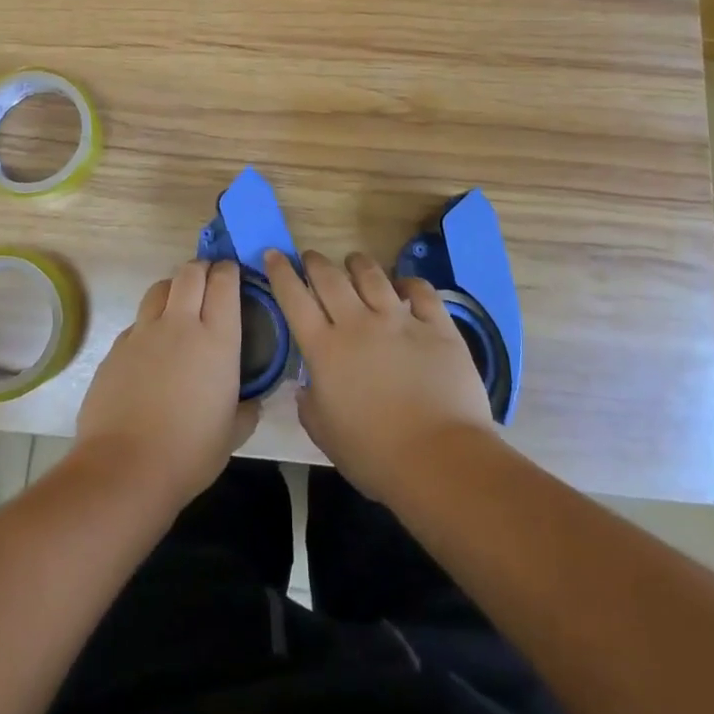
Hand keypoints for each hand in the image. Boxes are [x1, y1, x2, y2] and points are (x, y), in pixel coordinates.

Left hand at [73, 258, 256, 512]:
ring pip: (159, 288)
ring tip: (179, 305)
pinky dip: (148, 324)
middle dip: (201, 268)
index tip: (233, 274)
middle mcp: (180, 324)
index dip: (229, 271)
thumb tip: (251, 402)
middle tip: (208, 280)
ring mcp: (143, 333)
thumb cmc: (189, 453)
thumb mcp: (232, 434)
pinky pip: (137, 322)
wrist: (124, 469)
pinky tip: (151, 349)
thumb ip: (245, 410)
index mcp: (216, 339)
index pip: (224, 282)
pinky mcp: (116, 348)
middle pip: (189, 273)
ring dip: (173, 288)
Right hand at [265, 249, 493, 500]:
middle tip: (311, 257)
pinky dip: (410, 283)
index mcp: (325, 349)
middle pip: (330, 278)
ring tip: (353, 261)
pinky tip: (405, 285)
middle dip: (315, 261)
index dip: (281, 273)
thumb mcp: (324, 435)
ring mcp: (400, 320)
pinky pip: (421, 291)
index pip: (294, 298)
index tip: (274, 254)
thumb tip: (305, 388)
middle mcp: (358, 323)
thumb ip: (309, 405)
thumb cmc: (374, 454)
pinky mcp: (437, 327)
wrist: (439, 459)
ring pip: (372, 275)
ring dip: (358, 263)